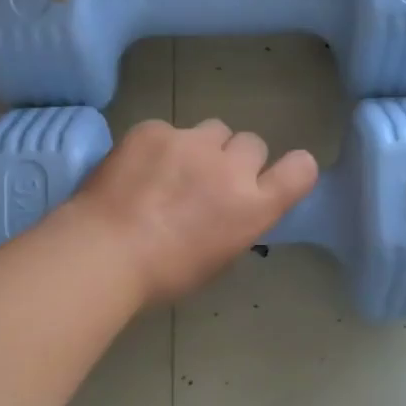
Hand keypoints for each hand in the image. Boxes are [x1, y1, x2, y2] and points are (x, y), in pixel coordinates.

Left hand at [61, 118, 318, 307]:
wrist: (105, 252)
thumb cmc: (163, 275)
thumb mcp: (216, 259)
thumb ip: (235, 224)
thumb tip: (229, 210)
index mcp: (253, 207)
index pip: (300, 170)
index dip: (292, 169)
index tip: (274, 177)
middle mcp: (231, 168)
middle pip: (252, 143)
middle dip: (236, 160)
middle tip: (207, 182)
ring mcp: (191, 143)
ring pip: (213, 130)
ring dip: (202, 148)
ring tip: (170, 172)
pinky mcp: (154, 130)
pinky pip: (168, 131)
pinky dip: (158, 147)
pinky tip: (135, 171)